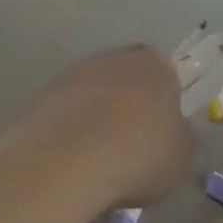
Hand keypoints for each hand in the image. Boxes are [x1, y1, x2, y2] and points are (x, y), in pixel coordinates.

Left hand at [27, 45, 195, 208]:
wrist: (66, 163)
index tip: (164, 130)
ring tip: (100, 160)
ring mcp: (72, 75)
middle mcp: (114, 59)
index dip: (166, 101)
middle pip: (127, 79)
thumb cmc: (139, 155)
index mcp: (156, 66)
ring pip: (93, 95)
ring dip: (97, 119)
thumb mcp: (182, 157)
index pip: (167, 73)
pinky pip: (67, 114)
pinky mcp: (40, 98)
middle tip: (133, 144)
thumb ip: (182, 139)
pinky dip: (72, 133)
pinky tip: (75, 163)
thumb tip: (176, 134)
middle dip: (130, 106)